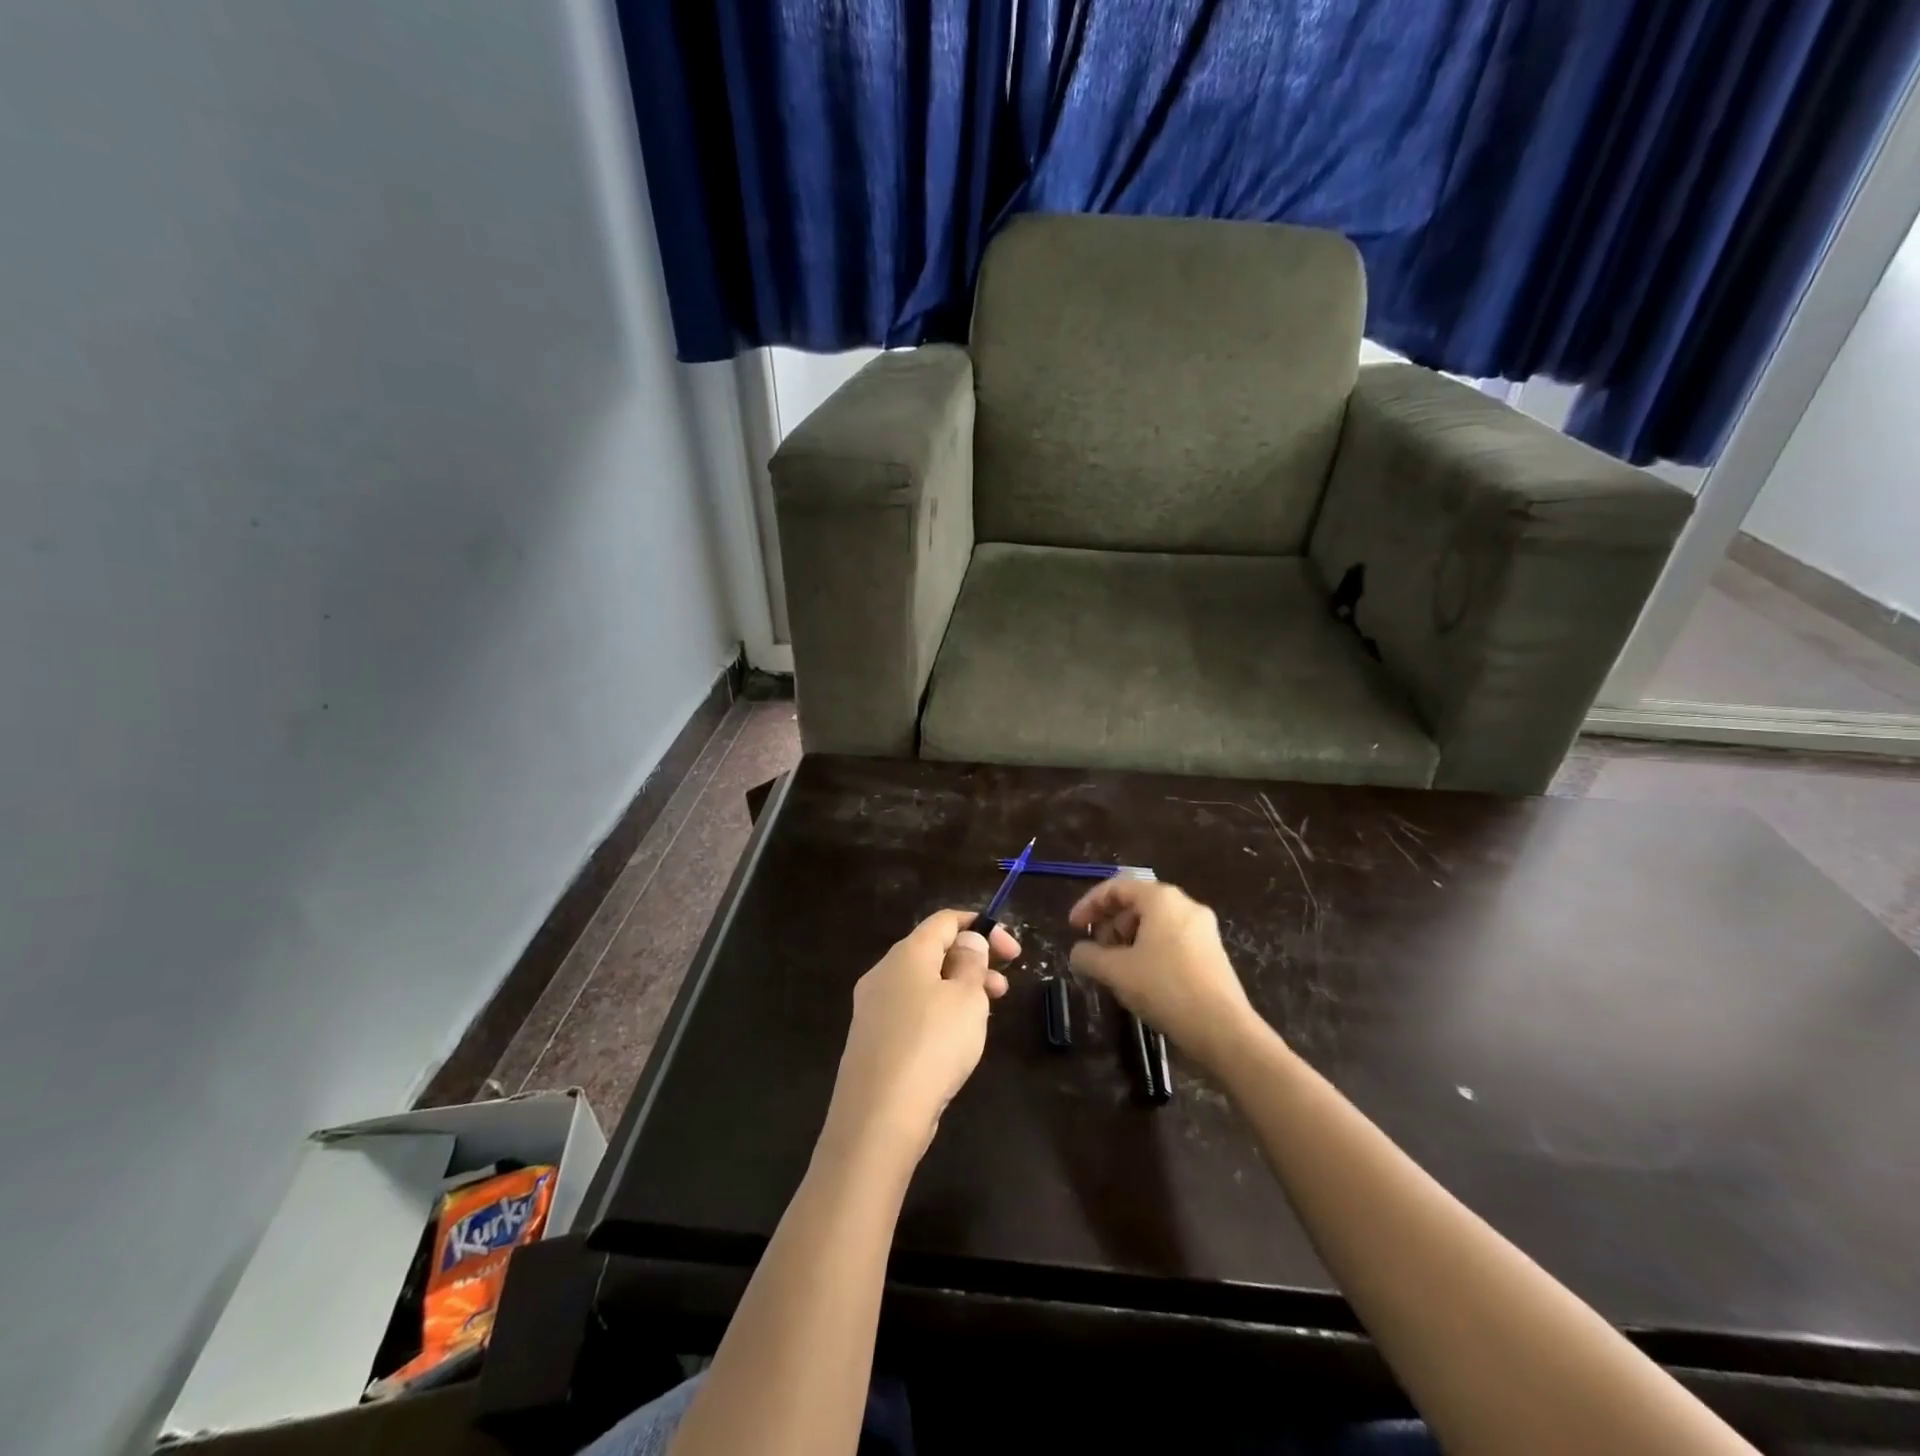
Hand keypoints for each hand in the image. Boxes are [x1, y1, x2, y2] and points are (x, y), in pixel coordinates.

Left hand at [824, 910, 1017, 1162]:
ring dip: (958, 990)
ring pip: (923, 984)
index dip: (981, 926)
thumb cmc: (932, 1045)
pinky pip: (911, 1012)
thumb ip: (972, 962)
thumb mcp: (967, 998)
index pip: (945, 920)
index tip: (1011, 951)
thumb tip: (967, 941)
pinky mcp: (872, 1040)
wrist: (879, 1117)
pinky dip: (938, 1014)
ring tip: (985, 1017)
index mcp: (907, 953)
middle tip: (1003, 989)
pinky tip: (954, 1042)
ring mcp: (873, 1007)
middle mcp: (884, 972)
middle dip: (972, 962)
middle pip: (933, 951)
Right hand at [1069, 879, 1260, 1070]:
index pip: (1117, 887)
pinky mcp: (1212, 952)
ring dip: (1128, 938)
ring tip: (1115, 967)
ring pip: (1155, 922)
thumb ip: (1089, 956)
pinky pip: (1172, 938)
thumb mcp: (1116, 971)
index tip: (1073, 928)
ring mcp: (1203, 929)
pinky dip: (1149, 949)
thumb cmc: (1165, 988)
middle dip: (1110, 922)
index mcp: (1161, 899)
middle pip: (1137, 902)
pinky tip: (1141, 978)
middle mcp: (1185, 905)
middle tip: (1095, 949)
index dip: (1089, 904)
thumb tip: (1078, 952)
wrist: (1223, 1029)